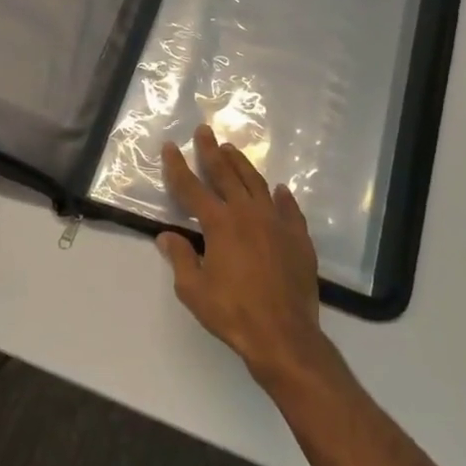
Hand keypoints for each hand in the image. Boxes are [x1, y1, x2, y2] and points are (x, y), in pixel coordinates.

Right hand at [157, 125, 334, 386]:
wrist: (284, 334)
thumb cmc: (233, 313)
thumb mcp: (194, 290)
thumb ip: (181, 258)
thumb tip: (167, 236)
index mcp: (219, 224)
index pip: (191, 188)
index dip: (177, 167)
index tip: (170, 146)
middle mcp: (248, 214)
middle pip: (226, 174)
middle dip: (212, 151)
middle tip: (204, 131)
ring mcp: (277, 222)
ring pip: (256, 184)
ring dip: (242, 164)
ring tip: (232, 149)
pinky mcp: (298, 237)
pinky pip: (288, 208)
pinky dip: (281, 196)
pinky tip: (278, 189)